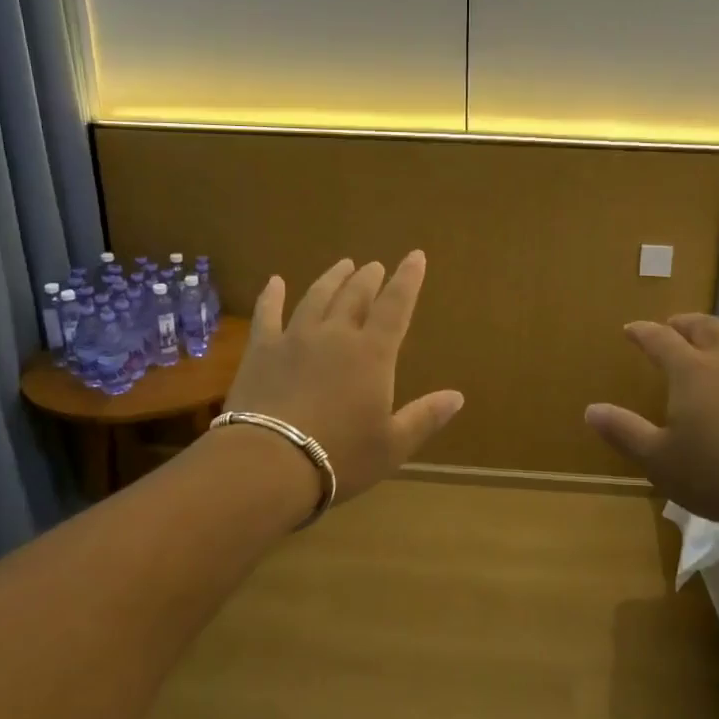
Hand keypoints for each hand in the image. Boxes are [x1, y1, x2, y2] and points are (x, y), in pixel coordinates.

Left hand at [222, 252, 463, 506]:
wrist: (269, 463)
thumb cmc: (339, 457)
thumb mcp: (392, 445)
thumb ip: (425, 417)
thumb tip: (457, 396)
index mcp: (372, 354)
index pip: (396, 306)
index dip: (408, 279)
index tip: (415, 255)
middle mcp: (336, 335)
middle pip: (355, 295)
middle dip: (369, 278)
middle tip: (375, 265)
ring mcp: (295, 338)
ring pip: (317, 297)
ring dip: (332, 278)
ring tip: (342, 264)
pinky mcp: (262, 350)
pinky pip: (267, 314)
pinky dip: (272, 296)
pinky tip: (275, 282)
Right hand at [586, 314, 718, 537]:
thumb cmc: (717, 475)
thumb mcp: (659, 460)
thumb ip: (624, 432)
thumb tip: (591, 410)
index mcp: (691, 370)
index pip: (660, 338)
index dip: (643, 332)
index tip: (631, 330)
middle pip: (702, 326)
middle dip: (682, 323)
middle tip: (671, 326)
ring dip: (716, 331)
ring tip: (708, 338)